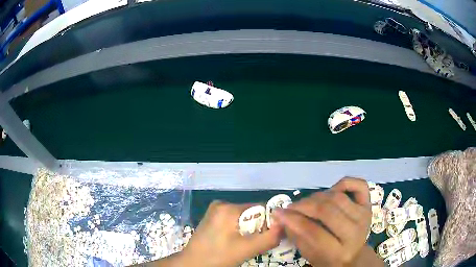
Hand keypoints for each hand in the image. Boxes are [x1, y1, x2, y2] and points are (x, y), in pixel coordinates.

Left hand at [179, 201, 282, 266]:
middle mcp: (222, 204)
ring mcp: (216, 211)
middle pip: (252, 214)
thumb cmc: (216, 257)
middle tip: (259, 244)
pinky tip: (237, 243)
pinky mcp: (213, 219)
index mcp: (228, 207)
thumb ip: (269, 238)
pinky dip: (241, 232)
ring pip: (244, 219)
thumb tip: (285, 225)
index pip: (260, 208)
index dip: (271, 222)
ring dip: (250, 232)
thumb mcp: (246, 250)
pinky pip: (234, 222)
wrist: (192, 264)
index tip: (274, 235)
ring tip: (248, 246)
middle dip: (260, 228)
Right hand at [272, 177, 372, 266]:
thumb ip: (296, 236)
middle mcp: (355, 232)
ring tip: (306, 203)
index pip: (314, 233)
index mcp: (340, 253)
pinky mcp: (368, 204)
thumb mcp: (310, 255)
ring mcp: (364, 215)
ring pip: (337, 197)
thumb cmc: (328, 258)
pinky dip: (343, 183)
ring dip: (316, 197)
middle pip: (327, 211)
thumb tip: (282, 216)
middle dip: (303, 206)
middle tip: (290, 207)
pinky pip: (358, 185)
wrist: (354, 255)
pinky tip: (332, 191)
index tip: (278, 213)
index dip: (294, 221)